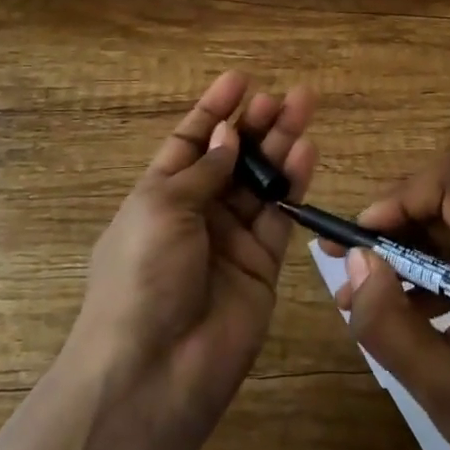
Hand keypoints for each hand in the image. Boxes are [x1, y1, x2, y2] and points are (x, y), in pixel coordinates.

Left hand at [66, 70, 315, 442]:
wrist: (155, 371)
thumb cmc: (142, 276)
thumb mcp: (161, 208)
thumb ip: (203, 170)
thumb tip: (228, 135)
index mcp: (159, 196)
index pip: (190, 141)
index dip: (213, 109)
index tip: (240, 78)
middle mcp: (197, 213)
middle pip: (232, 157)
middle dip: (255, 123)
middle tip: (284, 94)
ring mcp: (231, 239)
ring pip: (262, 180)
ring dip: (281, 144)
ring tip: (303, 107)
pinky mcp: (263, 264)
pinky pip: (281, 214)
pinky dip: (294, 182)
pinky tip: (307, 150)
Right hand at [333, 152, 449, 449]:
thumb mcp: (440, 387)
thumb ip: (389, 321)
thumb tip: (357, 260)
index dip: (402, 196)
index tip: (362, 237)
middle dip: (395, 228)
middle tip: (347, 262)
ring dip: (409, 254)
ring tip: (361, 294)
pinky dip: (434, 273)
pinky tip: (401, 309)